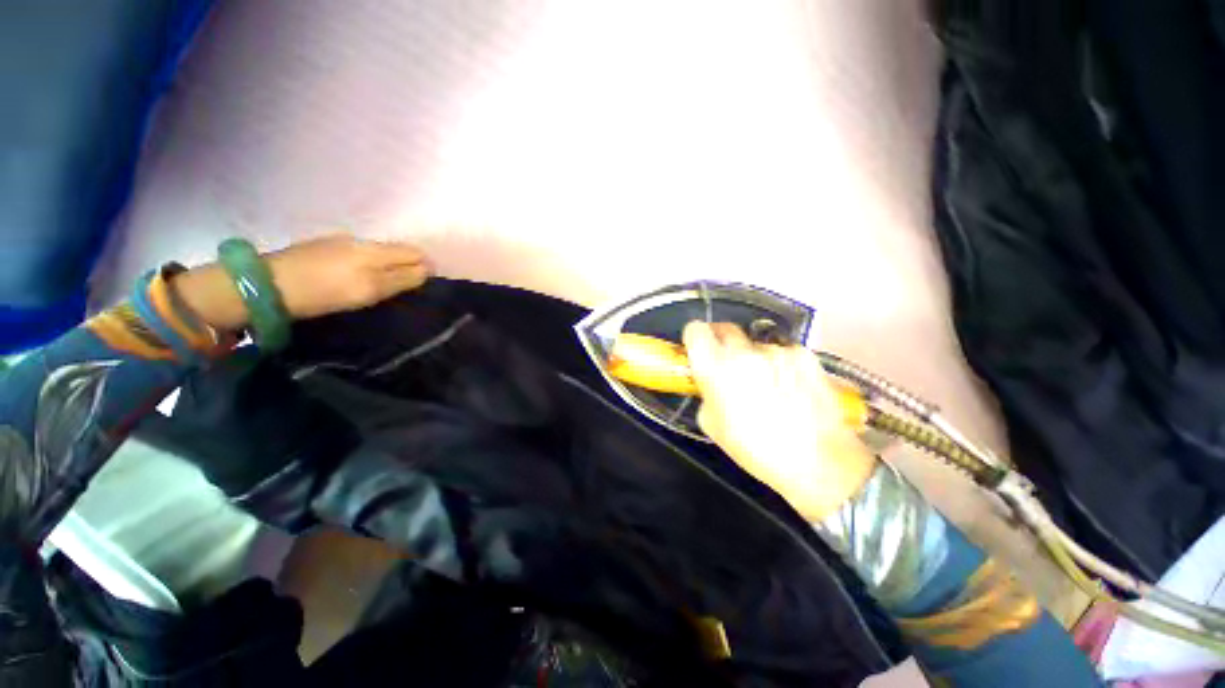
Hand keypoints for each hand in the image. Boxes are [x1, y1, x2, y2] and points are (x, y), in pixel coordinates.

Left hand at [172, 235, 432, 331]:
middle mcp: (361, 240)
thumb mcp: (369, 290)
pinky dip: (368, 264)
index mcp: (375, 250)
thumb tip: (427, 269)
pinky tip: (357, 277)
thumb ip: (401, 278)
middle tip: (407, 288)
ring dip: (388, 265)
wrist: (264, 286)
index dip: (425, 268)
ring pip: (378, 252)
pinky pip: (359, 254)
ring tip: (383, 285)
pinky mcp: (322, 248)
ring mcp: (339, 242)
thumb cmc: (324, 292)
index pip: (415, 253)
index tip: (425, 286)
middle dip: (408, 265)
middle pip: (397, 250)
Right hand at [683, 322, 876, 520]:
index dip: (695, 337)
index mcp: (715, 367)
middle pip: (725, 329)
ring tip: (767, 387)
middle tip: (727, 366)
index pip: (695, 330)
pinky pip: (781, 353)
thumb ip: (706, 393)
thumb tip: (711, 384)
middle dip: (721, 343)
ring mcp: (776, 350)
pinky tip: (790, 389)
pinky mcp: (803, 355)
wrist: (818, 461)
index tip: (698, 349)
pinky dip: (779, 365)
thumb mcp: (713, 426)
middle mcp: (743, 351)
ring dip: (753, 358)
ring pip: (755, 344)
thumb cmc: (756, 449)